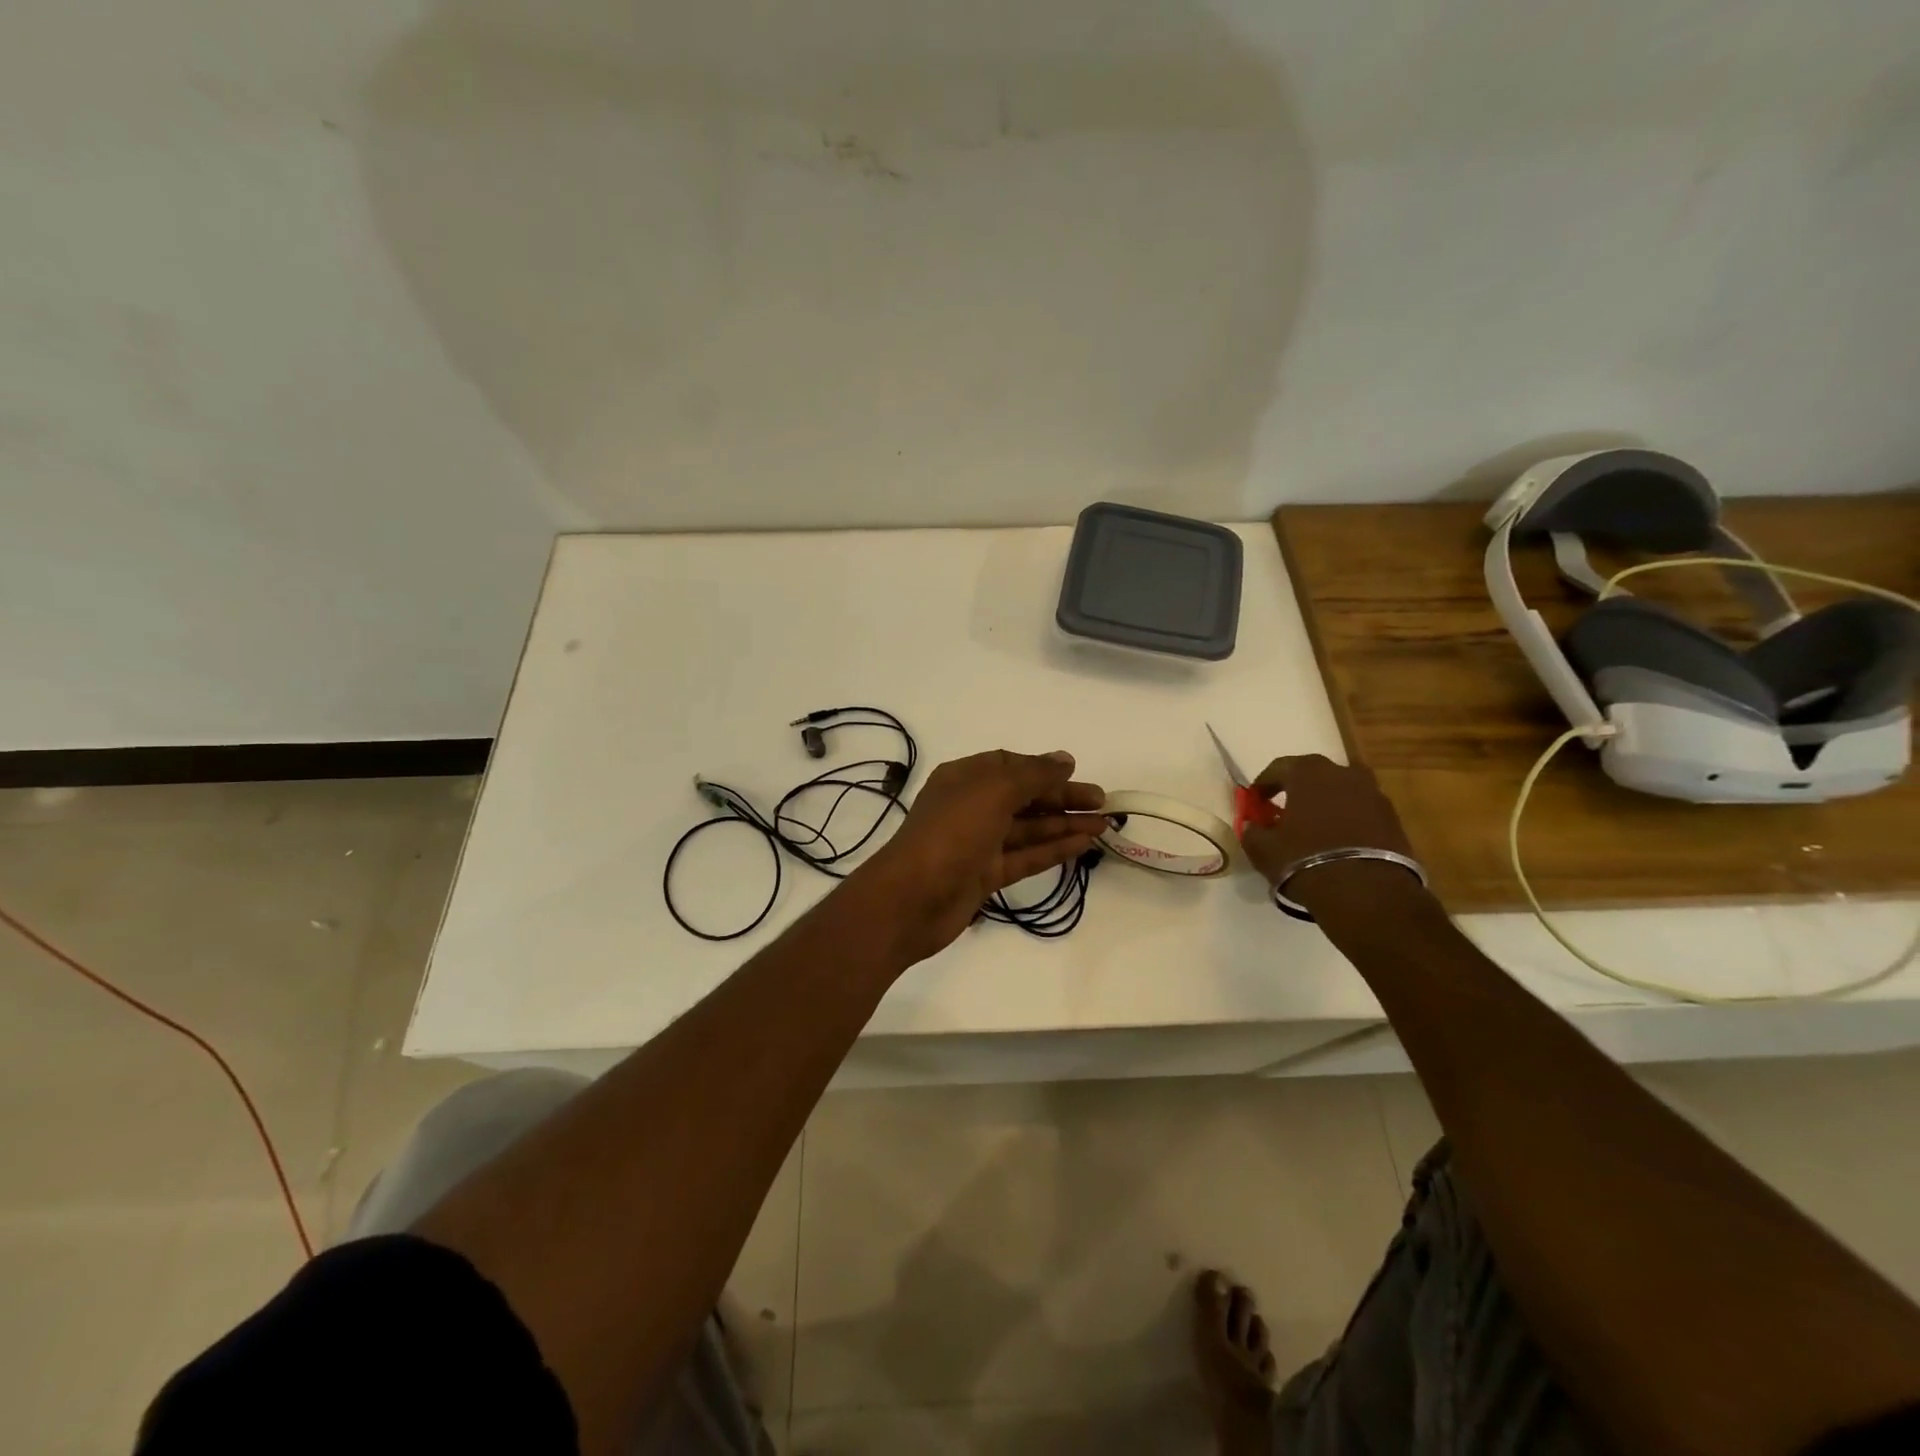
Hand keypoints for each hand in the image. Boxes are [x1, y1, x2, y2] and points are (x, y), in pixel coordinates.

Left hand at [855, 750, 1106, 963]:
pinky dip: (1052, 849)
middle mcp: (972, 806)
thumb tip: (1064, 759)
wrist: (911, 899)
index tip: (1077, 773)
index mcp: (965, 778)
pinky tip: (1082, 844)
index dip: (1044, 769)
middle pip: (1024, 797)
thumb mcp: (993, 792)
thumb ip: (1033, 775)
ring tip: (1104, 824)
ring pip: (1028, 828)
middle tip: (1103, 802)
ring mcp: (978, 843)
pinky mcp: (985, 875)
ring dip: (1064, 824)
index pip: (1010, 766)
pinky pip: (1025, 856)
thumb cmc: (951, 833)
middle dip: (1062, 797)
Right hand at [1238, 755, 1418, 913]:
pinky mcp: (1393, 818)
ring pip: (1341, 791)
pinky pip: (1361, 811)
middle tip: (1285, 810)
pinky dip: (1348, 819)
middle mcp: (1343, 773)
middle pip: (1314, 774)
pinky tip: (1339, 841)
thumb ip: (1252, 832)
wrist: (1367, 892)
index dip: (1263, 785)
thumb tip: (1253, 826)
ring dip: (1326, 803)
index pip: (1278, 767)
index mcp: (1308, 773)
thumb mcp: (1263, 850)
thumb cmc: (1305, 860)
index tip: (1255, 802)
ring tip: (1315, 826)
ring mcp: (1373, 794)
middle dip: (1297, 789)